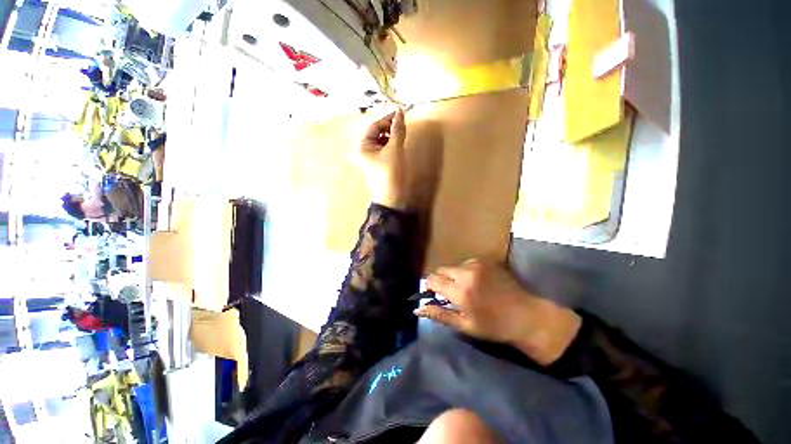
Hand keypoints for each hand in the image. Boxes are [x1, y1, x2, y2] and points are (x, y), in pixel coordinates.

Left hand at [356, 109, 407, 209]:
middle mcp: (363, 150)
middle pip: (376, 132)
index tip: (400, 112)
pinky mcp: (377, 162)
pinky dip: (391, 143)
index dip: (387, 118)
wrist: (393, 196)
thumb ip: (397, 129)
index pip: (374, 126)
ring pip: (381, 140)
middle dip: (389, 127)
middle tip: (402, 123)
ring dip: (391, 134)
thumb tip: (400, 111)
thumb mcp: (394, 149)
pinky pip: (383, 148)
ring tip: (402, 133)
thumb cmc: (391, 172)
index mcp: (361, 146)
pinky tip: (399, 142)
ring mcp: (370, 157)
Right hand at [416, 259, 581, 365]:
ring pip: (454, 266)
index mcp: (460, 290)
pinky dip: (465, 271)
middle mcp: (466, 272)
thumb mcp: (464, 325)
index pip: (433, 279)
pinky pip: (467, 263)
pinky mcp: (487, 261)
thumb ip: (439, 314)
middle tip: (449, 293)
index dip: (429, 286)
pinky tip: (476, 282)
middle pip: (442, 269)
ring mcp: (478, 264)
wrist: (527, 316)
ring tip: (465, 288)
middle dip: (441, 279)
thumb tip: (417, 308)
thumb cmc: (494, 326)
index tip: (432, 293)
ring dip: (454, 275)